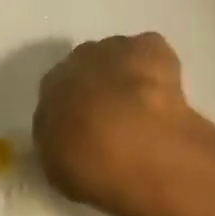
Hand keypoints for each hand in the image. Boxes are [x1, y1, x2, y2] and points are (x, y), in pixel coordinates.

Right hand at [33, 33, 196, 215]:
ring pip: (117, 56)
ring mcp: (113, 49)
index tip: (89, 129)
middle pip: (86, 68)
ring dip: (127, 75)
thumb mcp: (60, 169)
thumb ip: (61, 143)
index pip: (57, 92)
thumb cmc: (91, 167)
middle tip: (117, 118)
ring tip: (145, 107)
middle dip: (99, 87)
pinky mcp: (147, 46)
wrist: (134, 144)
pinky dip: (155, 67)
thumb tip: (70, 136)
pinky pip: (149, 52)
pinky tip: (164, 92)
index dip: (75, 109)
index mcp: (49, 90)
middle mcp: (76, 61)